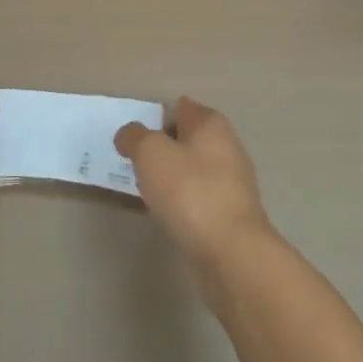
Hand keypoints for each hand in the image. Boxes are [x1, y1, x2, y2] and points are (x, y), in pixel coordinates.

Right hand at [116, 97, 271, 265]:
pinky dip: (184, 204)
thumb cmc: (190, 191)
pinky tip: (170, 217)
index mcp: (210, 123)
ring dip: (173, 179)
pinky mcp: (233, 215)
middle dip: (163, 150)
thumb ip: (135, 137)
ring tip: (148, 194)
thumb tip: (129, 134)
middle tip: (137, 167)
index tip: (135, 142)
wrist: (232, 254)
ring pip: (193, 171)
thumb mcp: (150, 153)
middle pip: (187, 139)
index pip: (179, 107)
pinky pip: (200, 199)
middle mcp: (227, 146)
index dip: (155, 119)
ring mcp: (233, 182)